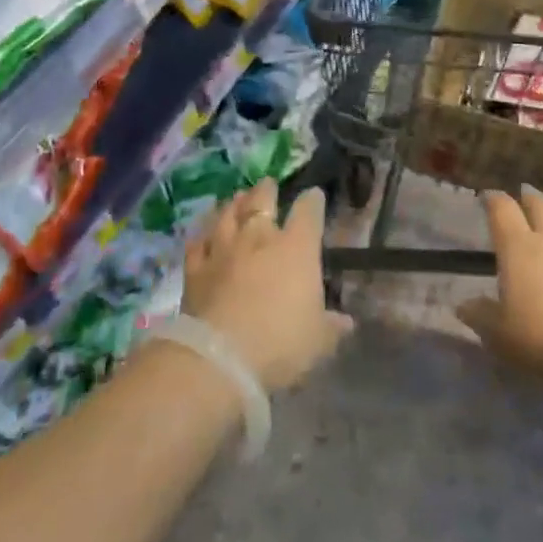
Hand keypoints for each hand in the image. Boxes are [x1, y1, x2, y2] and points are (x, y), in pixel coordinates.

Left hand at [183, 181, 353, 391]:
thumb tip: (347, 322)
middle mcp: (259, 238)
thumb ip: (331, 327)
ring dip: (233, 204)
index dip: (312, 201)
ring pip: (227, 215)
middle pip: (262, 201)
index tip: (314, 195)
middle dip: (267, 190)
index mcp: (296, 248)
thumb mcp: (318, 341)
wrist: (220, 358)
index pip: (308, 212)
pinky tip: (202, 232)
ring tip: (236, 197)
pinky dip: (201, 235)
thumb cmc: (281, 344)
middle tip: (268, 184)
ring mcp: (223, 250)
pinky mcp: (195, 269)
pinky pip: (197, 243)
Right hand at [457, 185, 542, 386]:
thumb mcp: (498, 333)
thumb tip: (463, 305)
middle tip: (522, 193)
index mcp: (518, 247)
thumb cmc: (542, 338)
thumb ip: (479, 315)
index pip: (502, 209)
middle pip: (538, 204)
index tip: (486, 196)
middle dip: (528, 196)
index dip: (493, 199)